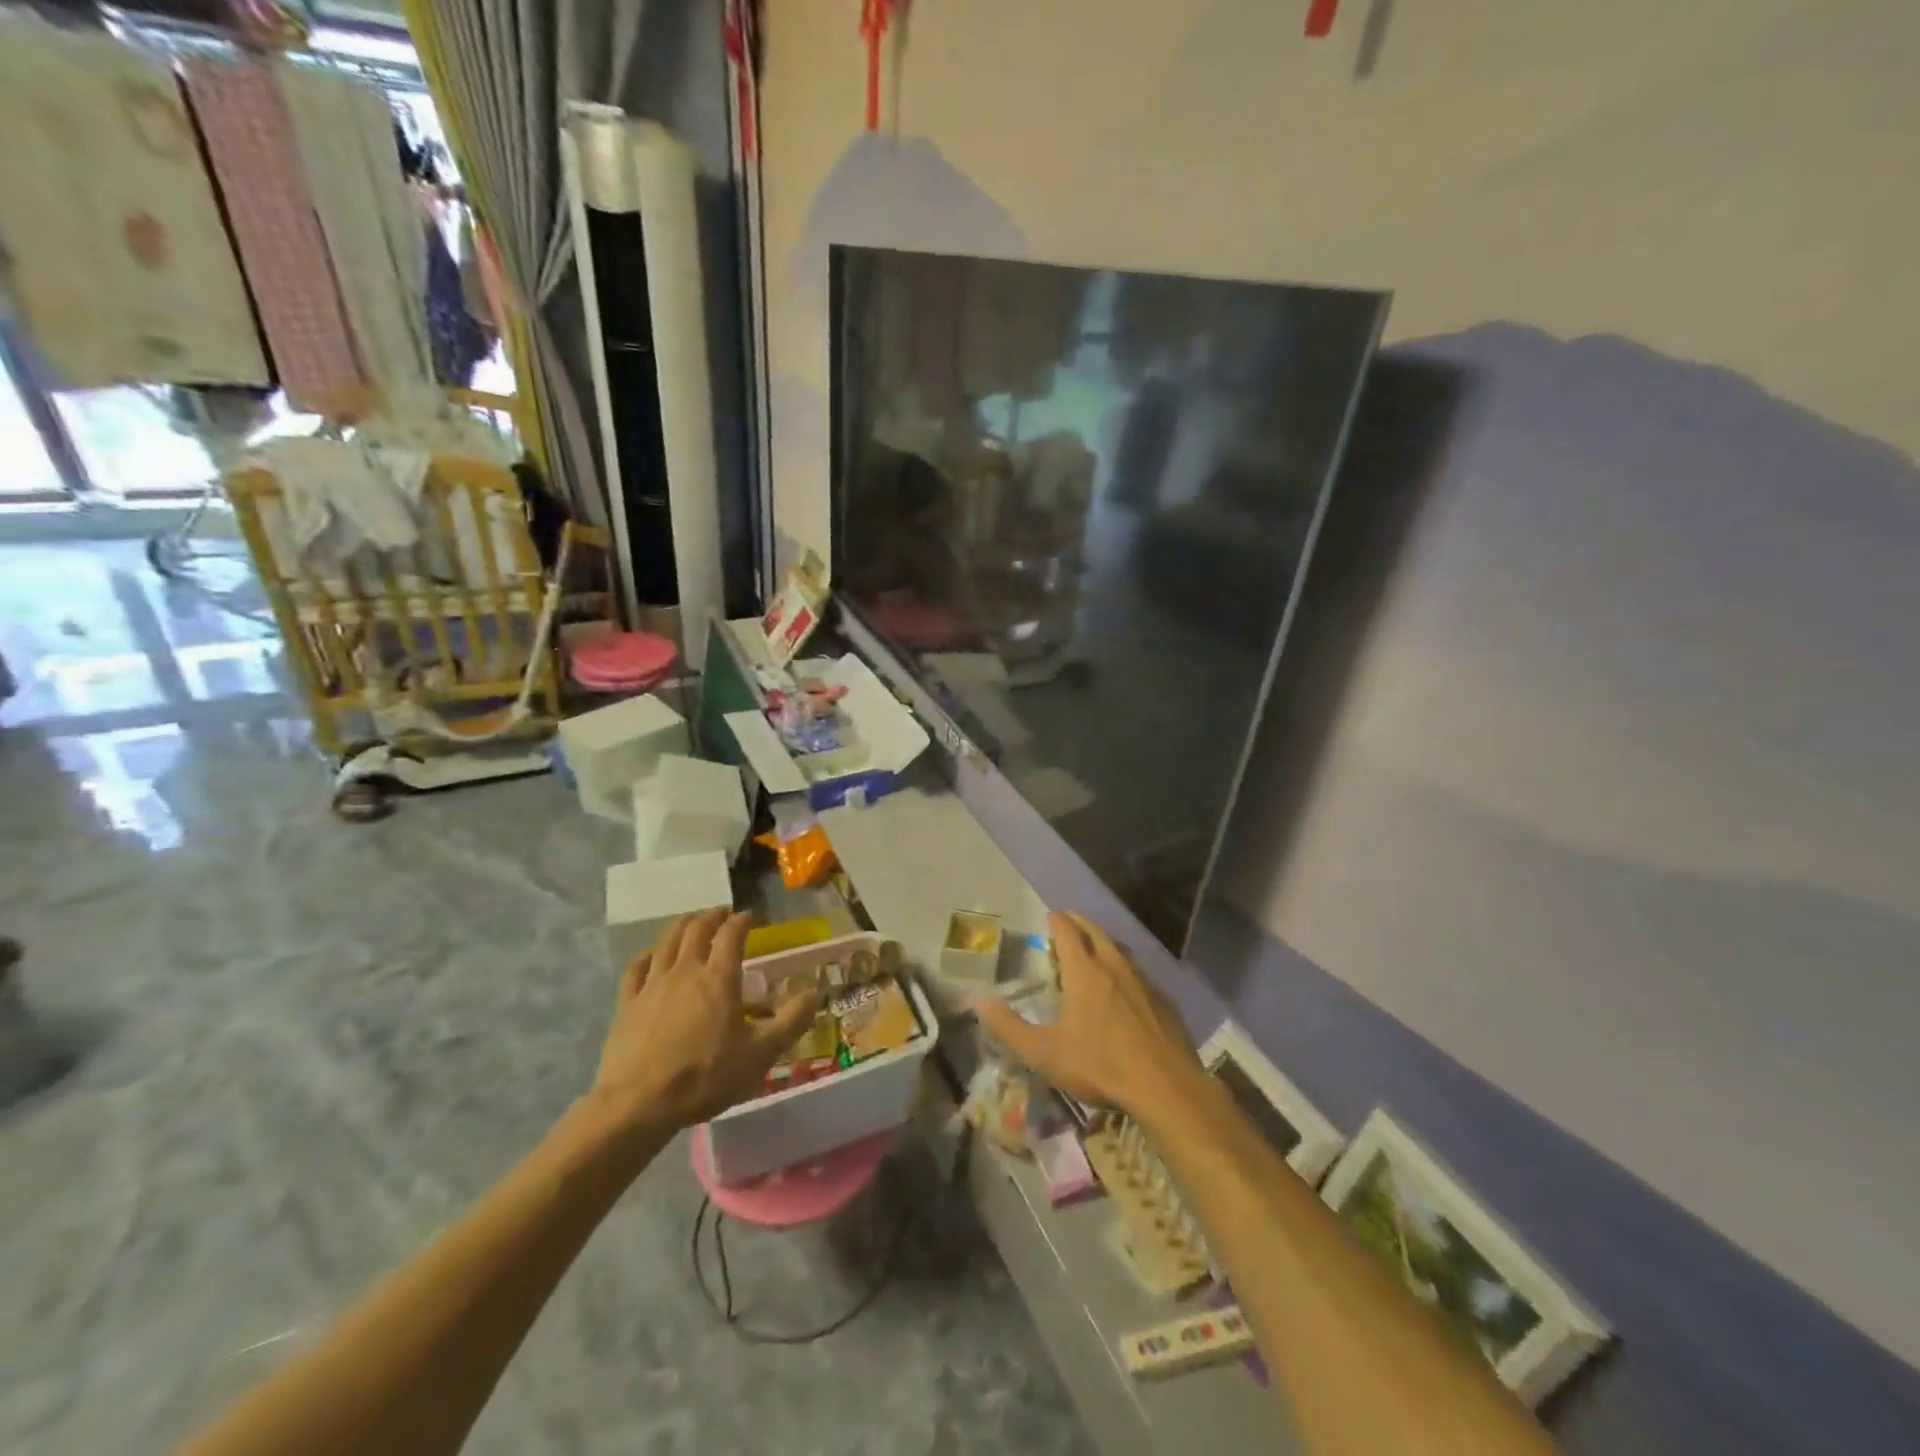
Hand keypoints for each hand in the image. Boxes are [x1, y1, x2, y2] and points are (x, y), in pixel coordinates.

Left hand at [590, 910, 821, 1136]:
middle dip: (713, 916)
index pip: (732, 933)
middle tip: (724, 914)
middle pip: (697, 929)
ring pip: (667, 941)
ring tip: (692, 923)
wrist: (637, 1104)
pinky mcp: (627, 1003)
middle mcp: (685, 970)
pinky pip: (637, 968)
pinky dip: (649, 955)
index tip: (753, 917)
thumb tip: (815, 993)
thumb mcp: (760, 1054)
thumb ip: (791, 1021)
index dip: (744, 920)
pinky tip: (652, 957)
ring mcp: (652, 984)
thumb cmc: (704, 1076)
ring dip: (683, 926)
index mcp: (719, 977)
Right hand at [978, 912, 1204, 1121]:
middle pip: (1096, 933)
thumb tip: (980, 1002)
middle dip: (1080, 924)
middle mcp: (1115, 966)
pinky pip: (1140, 974)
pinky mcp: (1164, 1001)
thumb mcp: (1044, 1053)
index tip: (1050, 915)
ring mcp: (1144, 982)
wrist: (1166, 1088)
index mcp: (1085, 972)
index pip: (1068, 932)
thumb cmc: (1100, 1065)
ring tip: (1094, 948)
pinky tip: (1125, 988)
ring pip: (1120, 950)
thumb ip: (1009, 1028)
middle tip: (1069, 922)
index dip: (1057, 921)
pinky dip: (1125, 969)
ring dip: (1104, 943)